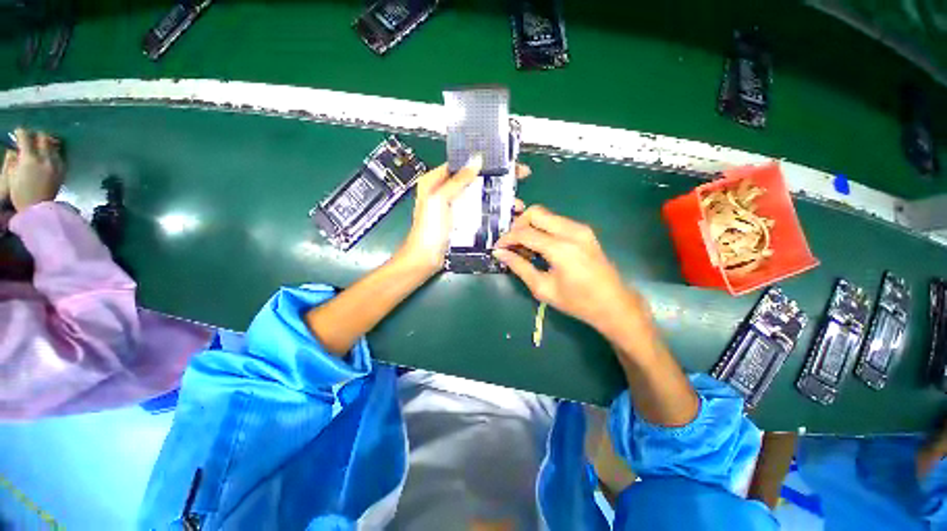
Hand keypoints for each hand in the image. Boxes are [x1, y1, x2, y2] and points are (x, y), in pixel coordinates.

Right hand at [2, 128, 64, 210]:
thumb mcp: (11, 176)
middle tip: (30, 138)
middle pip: (43, 137)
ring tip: (39, 146)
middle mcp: (45, 158)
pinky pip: (59, 156)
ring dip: (46, 143)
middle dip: (35, 135)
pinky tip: (47, 156)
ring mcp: (56, 164)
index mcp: (29, 159)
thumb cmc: (21, 194)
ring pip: (53, 145)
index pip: (25, 137)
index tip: (17, 133)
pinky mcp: (62, 170)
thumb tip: (14, 150)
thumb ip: (13, 160)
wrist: (39, 209)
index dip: (20, 133)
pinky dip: (52, 152)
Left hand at [399, 155, 529, 274]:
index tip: (504, 161)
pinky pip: (480, 211)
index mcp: (436, 181)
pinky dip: (493, 211)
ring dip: (499, 198)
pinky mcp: (462, 221)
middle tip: (520, 177)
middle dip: (497, 180)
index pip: (463, 164)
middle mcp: (446, 191)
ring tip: (517, 204)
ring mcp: (456, 207)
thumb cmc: (428, 229)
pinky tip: (508, 214)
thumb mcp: (440, 200)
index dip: (483, 161)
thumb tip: (476, 160)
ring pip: (481, 196)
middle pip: (476, 180)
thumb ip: (457, 180)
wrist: (425, 259)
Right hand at [494, 205, 652, 344]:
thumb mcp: (543, 288)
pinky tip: (540, 246)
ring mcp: (581, 228)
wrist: (614, 304)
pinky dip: (543, 229)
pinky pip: (557, 221)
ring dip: (530, 226)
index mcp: (561, 248)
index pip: (525, 232)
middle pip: (536, 212)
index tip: (498, 248)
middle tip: (511, 243)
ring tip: (524, 246)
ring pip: (546, 214)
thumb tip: (499, 253)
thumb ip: (519, 267)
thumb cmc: (577, 302)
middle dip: (518, 224)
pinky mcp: (585, 231)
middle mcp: (571, 231)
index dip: (507, 238)